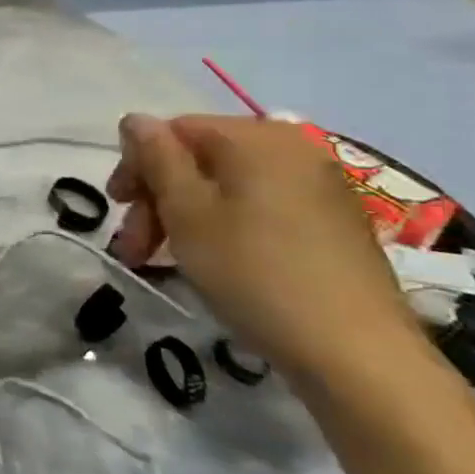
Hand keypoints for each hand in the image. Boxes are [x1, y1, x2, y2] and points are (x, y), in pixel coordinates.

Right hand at [106, 113, 421, 387]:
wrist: (357, 354)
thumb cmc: (254, 272)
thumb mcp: (186, 212)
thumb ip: (156, 157)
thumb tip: (135, 119)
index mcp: (255, 137)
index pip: (174, 130)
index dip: (136, 166)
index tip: (117, 209)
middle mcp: (292, 149)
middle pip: (200, 158)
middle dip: (157, 198)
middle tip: (133, 247)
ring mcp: (319, 186)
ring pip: (227, 187)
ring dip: (184, 217)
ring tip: (160, 261)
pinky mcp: (333, 224)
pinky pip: (259, 208)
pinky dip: (224, 227)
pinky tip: (212, 262)